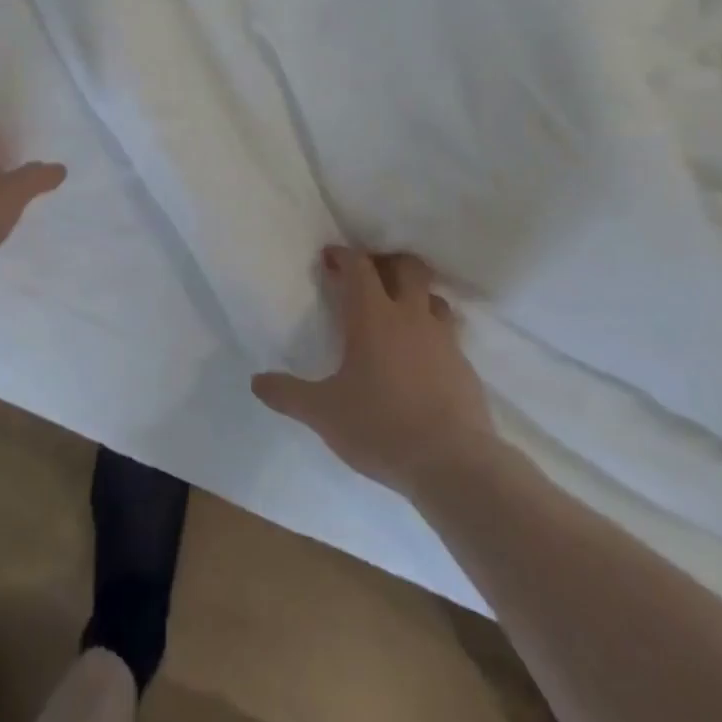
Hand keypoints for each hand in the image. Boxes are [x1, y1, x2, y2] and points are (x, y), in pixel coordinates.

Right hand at [251, 247, 498, 496]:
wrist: (455, 466)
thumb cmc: (381, 427)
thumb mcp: (324, 413)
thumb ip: (288, 394)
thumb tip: (256, 382)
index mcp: (373, 316)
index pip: (358, 266)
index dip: (343, 255)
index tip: (330, 258)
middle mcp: (410, 316)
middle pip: (408, 267)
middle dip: (388, 262)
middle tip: (370, 275)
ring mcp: (444, 340)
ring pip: (434, 297)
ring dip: (416, 296)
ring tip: (399, 313)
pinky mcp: (465, 368)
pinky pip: (450, 335)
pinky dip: (434, 334)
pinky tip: (423, 359)